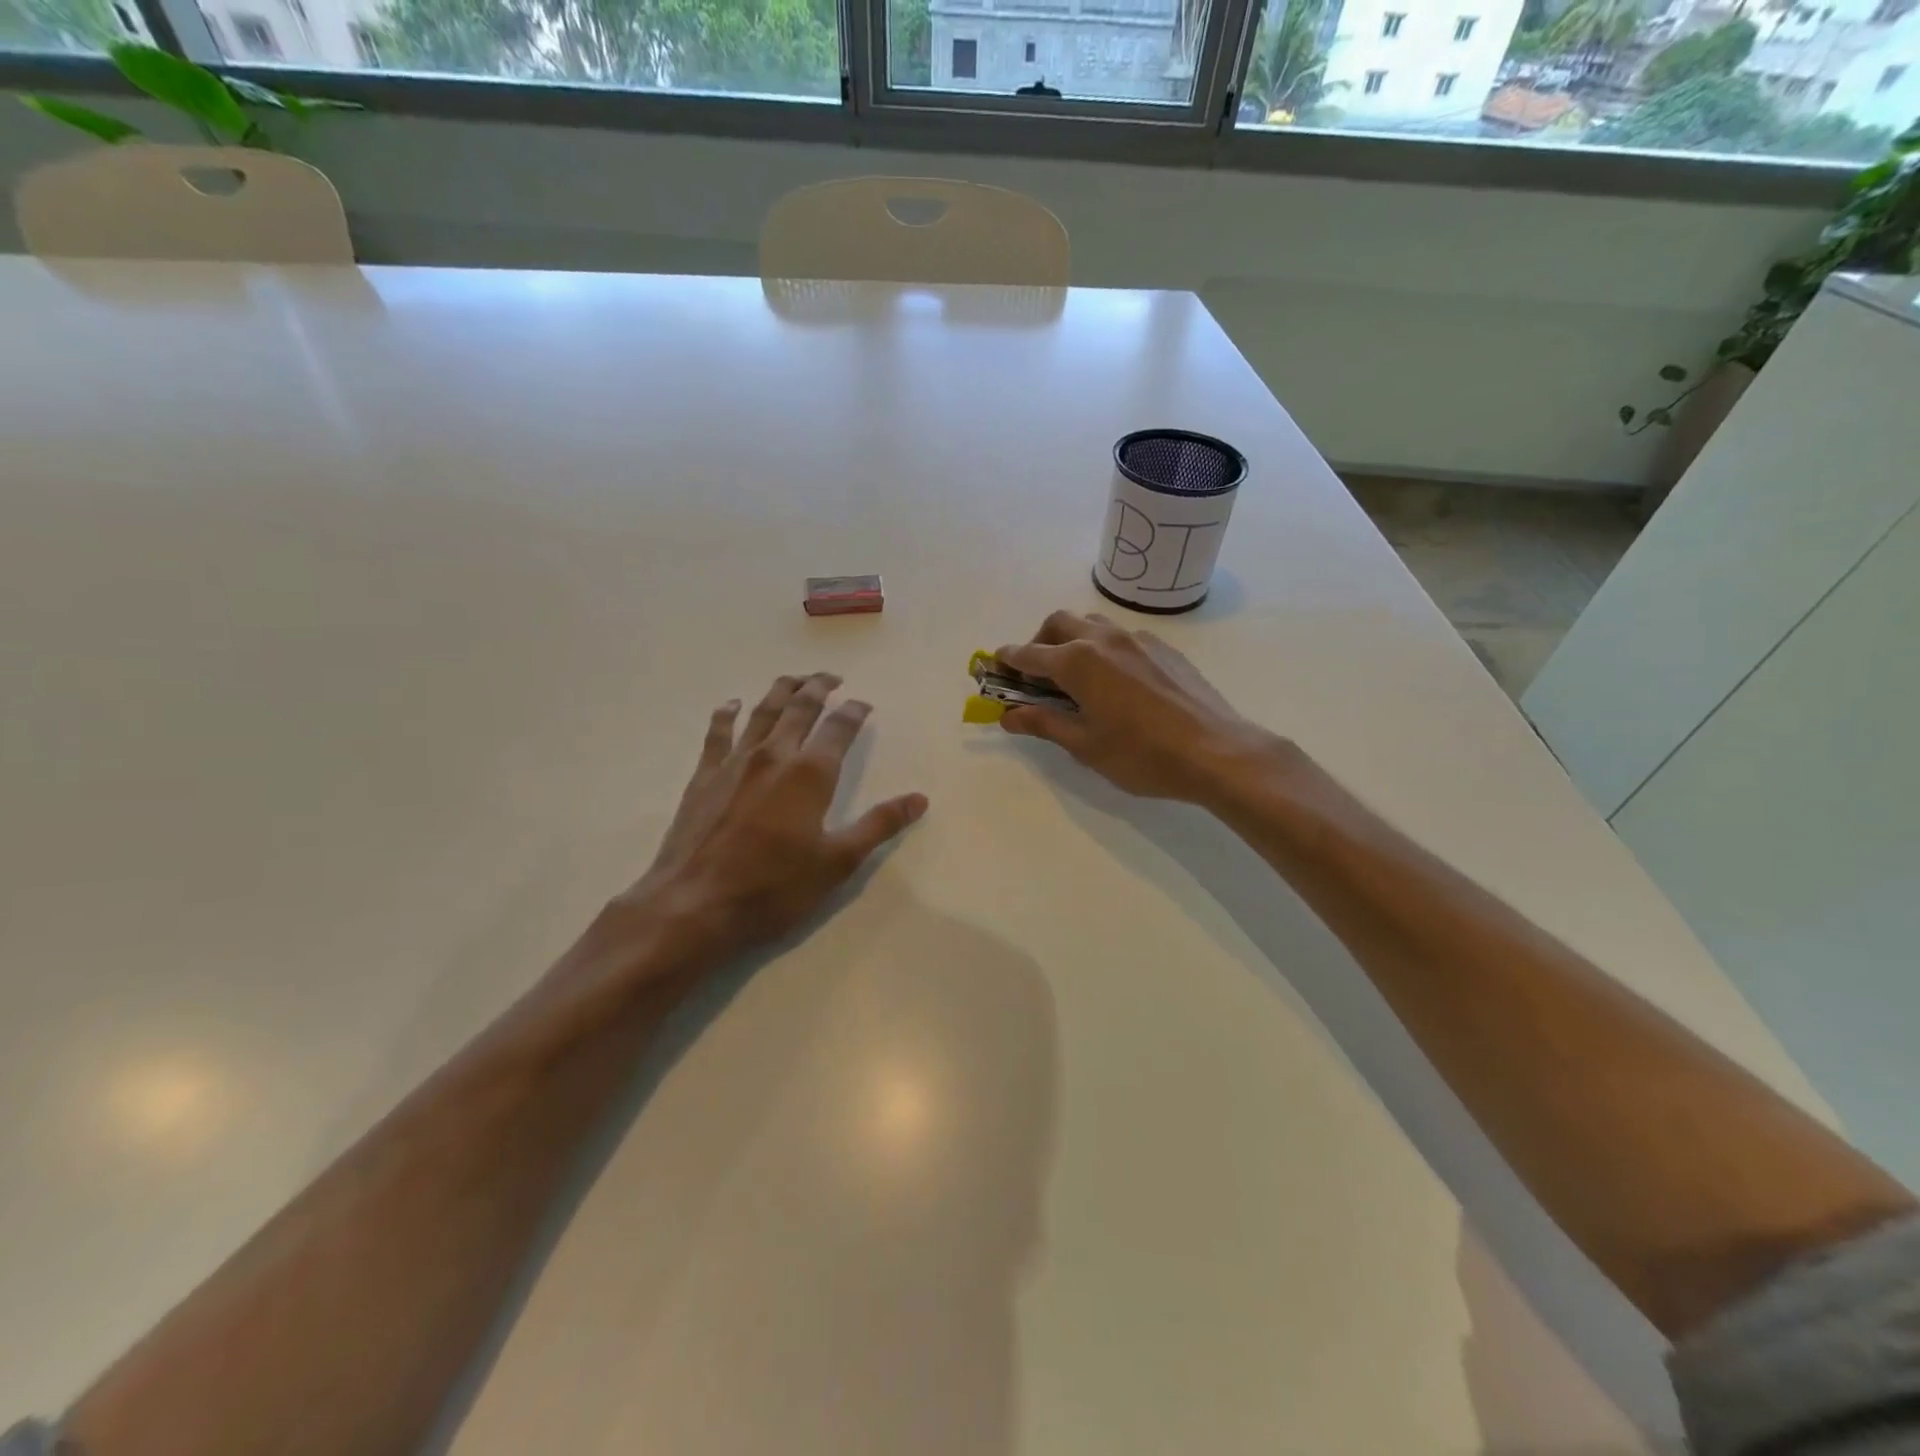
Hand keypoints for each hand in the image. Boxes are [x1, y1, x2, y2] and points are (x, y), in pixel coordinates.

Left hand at [613, 673, 926, 967]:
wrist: (696, 905)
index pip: (839, 728)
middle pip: (800, 707)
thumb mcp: (838, 862)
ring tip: (794, 679)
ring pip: (762, 712)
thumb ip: (879, 825)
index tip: (864, 704)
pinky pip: (717, 733)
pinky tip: (732, 705)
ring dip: (781, 690)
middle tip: (831, 676)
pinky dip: (727, 714)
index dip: (854, 711)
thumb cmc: (774, 887)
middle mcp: (774, 755)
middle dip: (818, 687)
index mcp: (810, 773)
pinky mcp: (704, 777)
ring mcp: (735, 763)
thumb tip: (919, 799)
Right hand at [995, 611, 1273, 802]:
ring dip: (1071, 638)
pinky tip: (1113, 680)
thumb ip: (1043, 724)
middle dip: (1038, 642)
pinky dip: (1101, 647)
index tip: (993, 667)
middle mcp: (1104, 639)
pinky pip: (1120, 635)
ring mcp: (1137, 639)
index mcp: (1078, 661)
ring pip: (1091, 623)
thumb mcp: (1085, 745)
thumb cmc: (1142, 755)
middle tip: (1034, 675)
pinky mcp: (1163, 648)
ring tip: (1073, 674)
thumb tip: (1007, 715)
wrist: (1217, 751)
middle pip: (1058, 624)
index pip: (1029, 654)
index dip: (1007, 661)